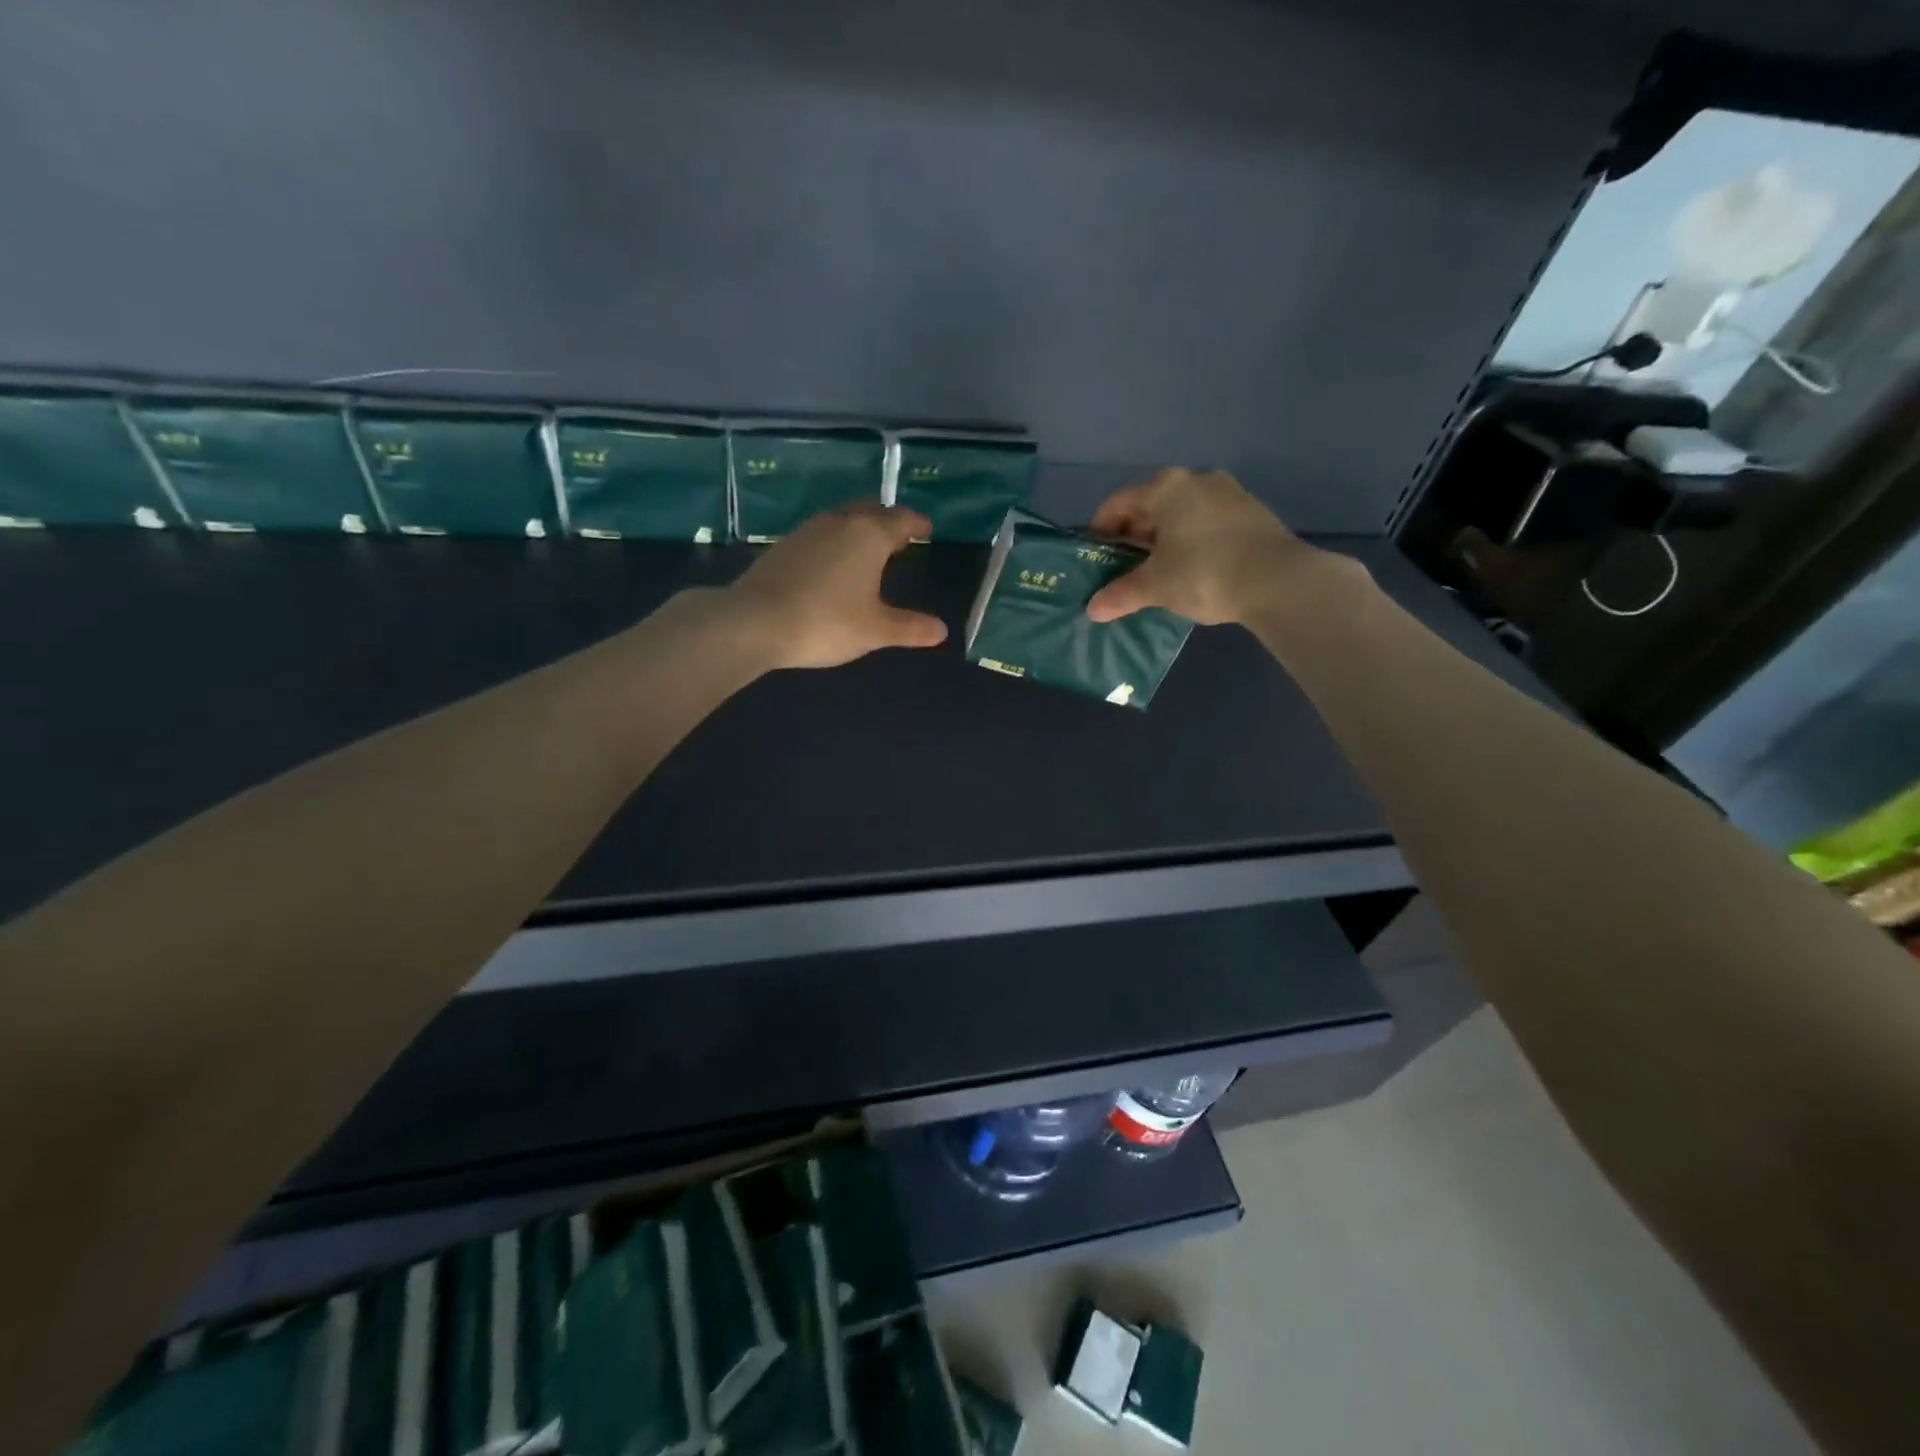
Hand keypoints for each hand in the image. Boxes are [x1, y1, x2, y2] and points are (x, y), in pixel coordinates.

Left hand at [726, 501, 948, 669]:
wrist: (754, 622)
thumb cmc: (826, 622)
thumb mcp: (875, 630)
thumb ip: (909, 628)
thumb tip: (941, 630)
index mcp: (869, 535)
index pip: (901, 520)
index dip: (917, 525)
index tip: (926, 530)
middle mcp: (840, 522)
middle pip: (871, 511)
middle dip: (888, 521)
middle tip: (900, 536)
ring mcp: (807, 531)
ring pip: (843, 519)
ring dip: (860, 528)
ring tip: (869, 548)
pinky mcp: (783, 546)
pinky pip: (821, 534)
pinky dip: (836, 542)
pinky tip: (833, 563)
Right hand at [1085, 468, 1349, 625]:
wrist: (1279, 581)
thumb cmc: (1204, 574)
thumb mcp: (1156, 586)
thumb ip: (1121, 594)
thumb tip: (1092, 609)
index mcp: (1166, 488)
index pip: (1118, 503)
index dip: (1099, 529)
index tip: (1093, 554)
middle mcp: (1196, 480)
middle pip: (1151, 505)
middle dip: (1133, 535)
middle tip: (1121, 566)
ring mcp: (1229, 493)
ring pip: (1182, 513)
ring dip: (1164, 538)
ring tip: (1156, 570)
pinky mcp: (1252, 512)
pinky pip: (1207, 522)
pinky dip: (1191, 540)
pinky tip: (1191, 569)